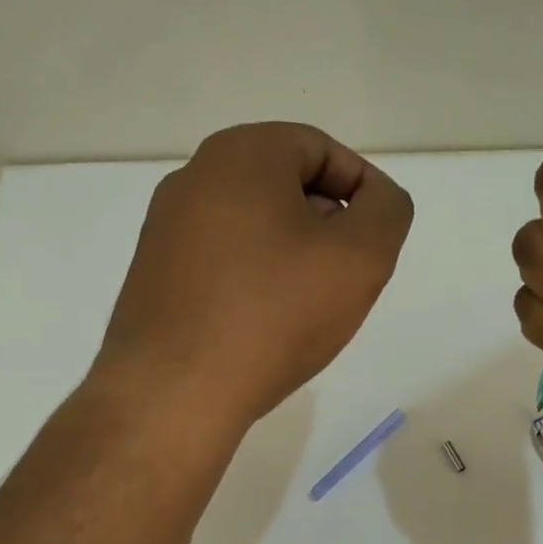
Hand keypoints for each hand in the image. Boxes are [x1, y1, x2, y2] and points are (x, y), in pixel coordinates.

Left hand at [99, 123, 412, 427]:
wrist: (173, 393)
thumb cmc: (274, 313)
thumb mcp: (361, 256)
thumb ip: (387, 210)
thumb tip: (374, 199)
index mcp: (242, 153)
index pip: (322, 149)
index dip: (362, 190)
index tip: (376, 240)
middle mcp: (194, 176)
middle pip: (286, 184)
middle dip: (329, 223)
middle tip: (347, 275)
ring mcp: (167, 226)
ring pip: (256, 223)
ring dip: (294, 253)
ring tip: (310, 305)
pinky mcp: (155, 272)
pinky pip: (224, 257)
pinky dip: (257, 276)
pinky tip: (267, 322)